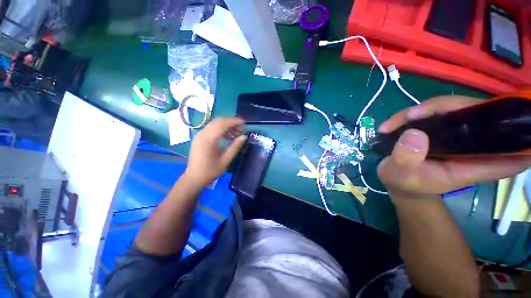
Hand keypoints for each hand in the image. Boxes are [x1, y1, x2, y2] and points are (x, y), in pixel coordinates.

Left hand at [184, 117, 246, 187]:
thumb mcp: (225, 160)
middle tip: (241, 127)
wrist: (194, 178)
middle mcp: (202, 134)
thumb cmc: (210, 171)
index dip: (234, 121)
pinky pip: (211, 128)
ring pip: (214, 123)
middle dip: (230, 121)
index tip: (244, 123)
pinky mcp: (199, 137)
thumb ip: (235, 147)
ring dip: (226, 124)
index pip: (222, 124)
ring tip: (235, 132)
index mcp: (208, 140)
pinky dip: (220, 128)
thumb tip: (244, 136)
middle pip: (218, 121)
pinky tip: (227, 135)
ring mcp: (199, 135)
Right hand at [377, 96, 530, 198]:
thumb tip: (415, 134)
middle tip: (413, 115)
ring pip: (454, 107)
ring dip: (423, 110)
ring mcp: (457, 135)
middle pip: (478, 114)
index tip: (516, 118)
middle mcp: (472, 146)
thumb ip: (407, 159)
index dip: (519, 136)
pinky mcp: (442, 129)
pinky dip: (413, 114)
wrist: (397, 180)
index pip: (511, 150)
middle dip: (447, 107)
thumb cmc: (404, 183)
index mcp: (473, 164)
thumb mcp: (401, 175)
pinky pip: (434, 111)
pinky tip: (392, 124)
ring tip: (392, 124)